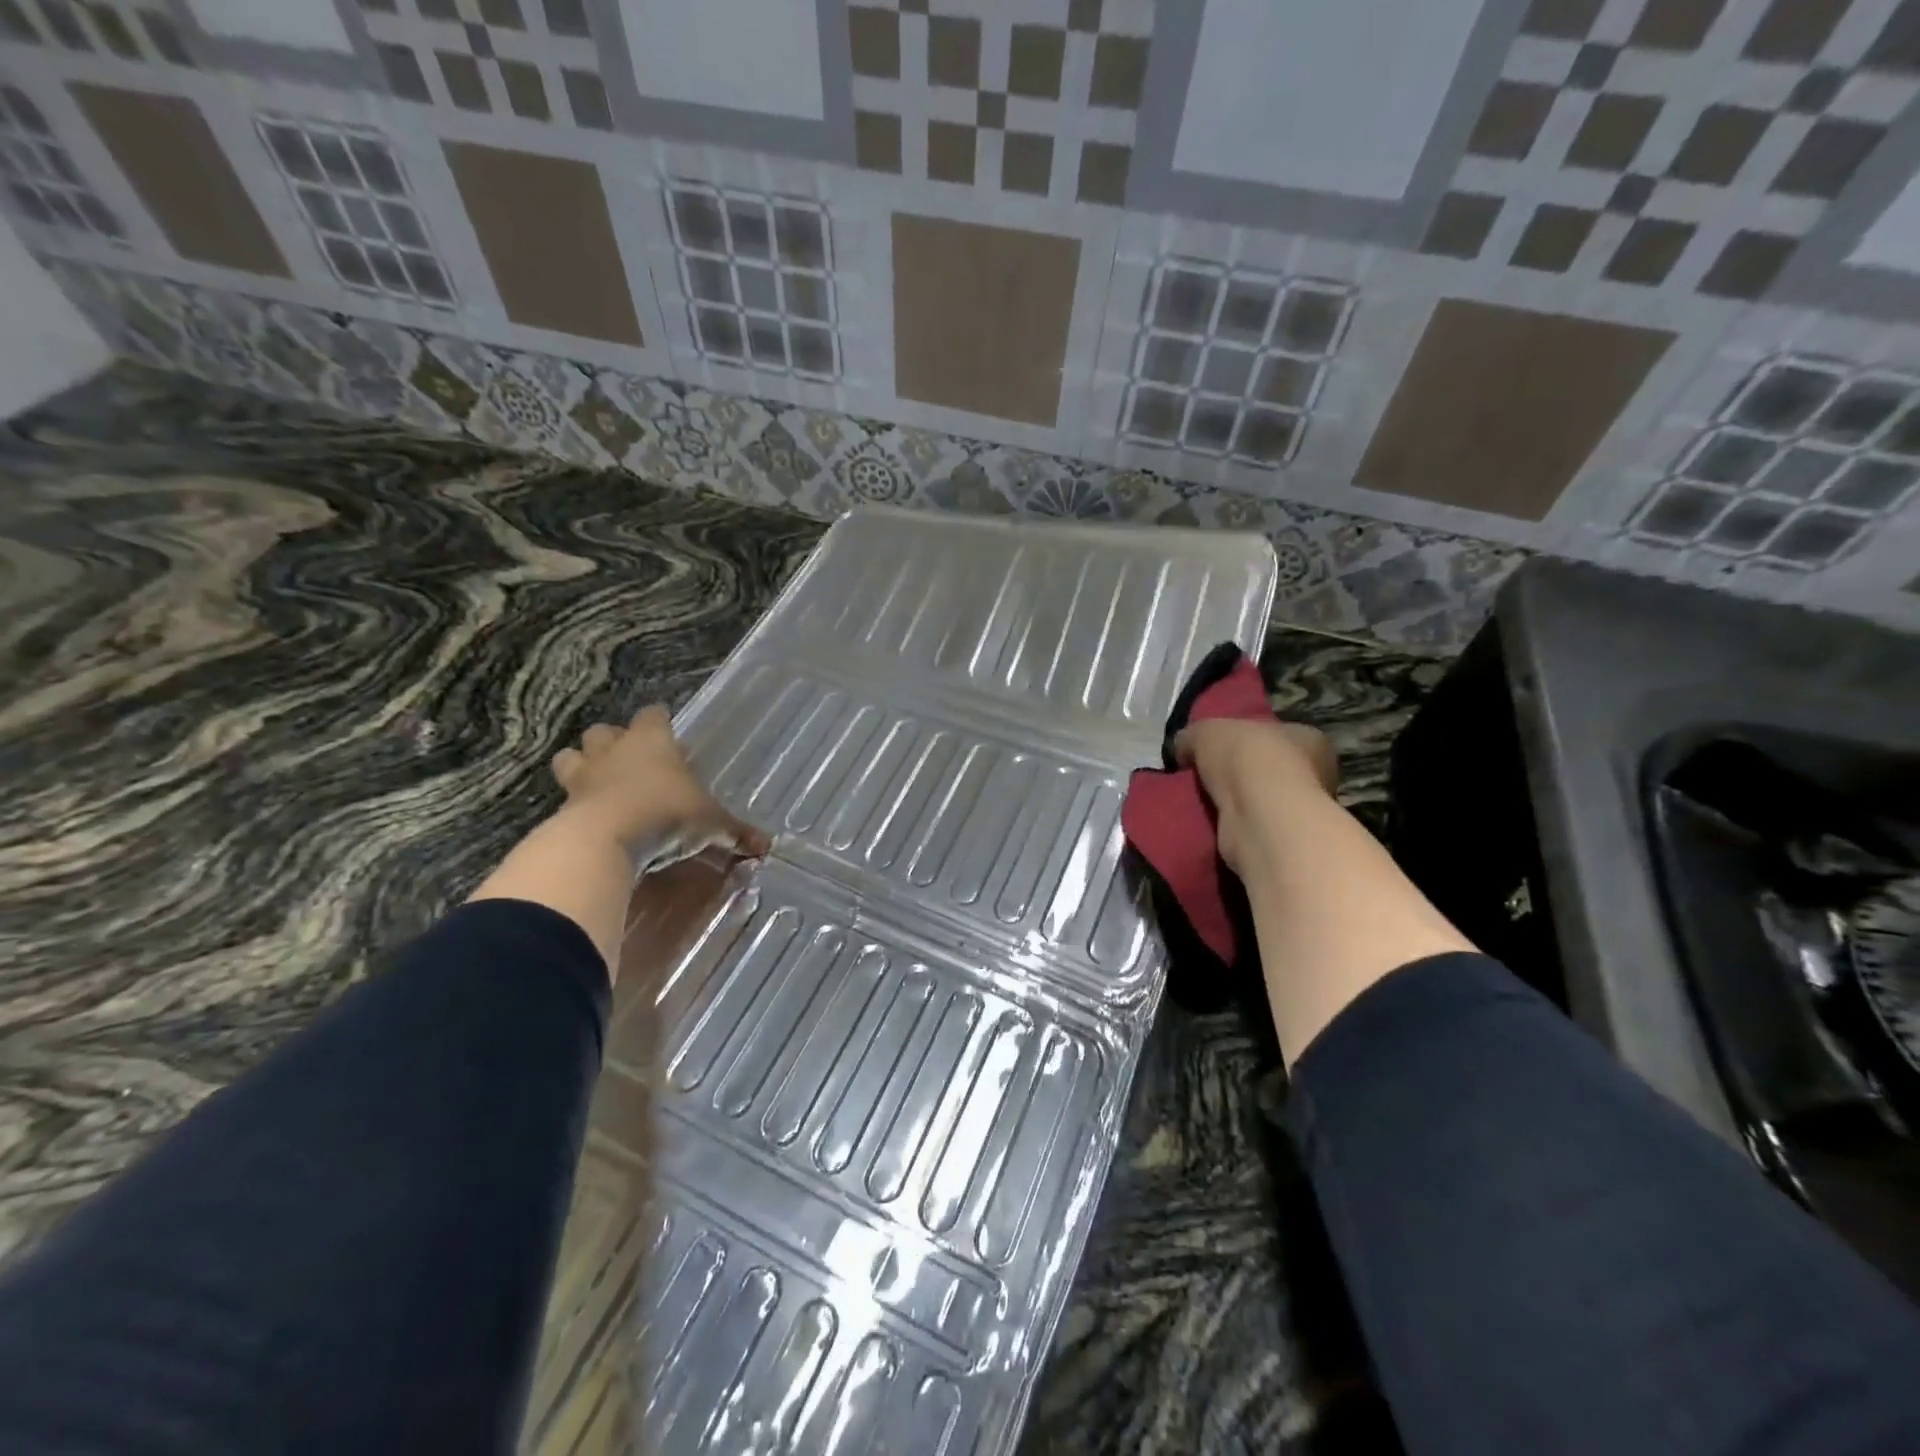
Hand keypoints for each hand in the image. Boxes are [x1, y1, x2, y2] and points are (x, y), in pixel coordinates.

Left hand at [550, 706, 769, 857]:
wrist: (605, 839)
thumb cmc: (666, 813)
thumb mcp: (711, 823)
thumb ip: (735, 831)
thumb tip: (766, 845)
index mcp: (652, 740)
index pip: (654, 715)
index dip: (660, 722)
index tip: (668, 733)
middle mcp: (614, 749)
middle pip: (605, 730)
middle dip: (614, 741)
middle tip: (631, 760)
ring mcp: (583, 775)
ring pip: (572, 756)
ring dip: (583, 765)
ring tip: (600, 783)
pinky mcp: (563, 805)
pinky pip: (565, 795)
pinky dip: (575, 802)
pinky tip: (589, 817)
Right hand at [1172, 718, 1337, 874]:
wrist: (1258, 815)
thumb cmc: (1247, 758)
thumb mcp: (1206, 731)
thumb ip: (1193, 737)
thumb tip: (1183, 750)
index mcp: (1308, 739)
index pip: (1275, 734)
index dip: (1243, 738)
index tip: (1215, 748)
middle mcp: (1315, 775)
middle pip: (1268, 769)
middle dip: (1238, 774)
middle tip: (1204, 777)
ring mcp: (1300, 811)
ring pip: (1260, 801)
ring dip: (1234, 803)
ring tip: (1199, 802)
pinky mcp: (1282, 841)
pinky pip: (1251, 827)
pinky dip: (1233, 826)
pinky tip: (1210, 823)